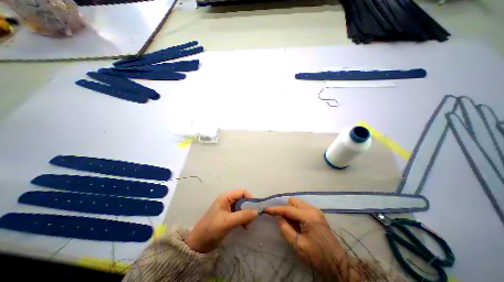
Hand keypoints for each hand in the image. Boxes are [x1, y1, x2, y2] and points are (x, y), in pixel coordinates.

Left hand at [183, 189, 256, 253]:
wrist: (198, 244)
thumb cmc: (212, 229)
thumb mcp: (228, 222)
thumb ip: (243, 216)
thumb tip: (257, 212)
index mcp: (226, 197)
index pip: (242, 192)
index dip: (250, 198)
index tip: (255, 208)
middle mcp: (227, 201)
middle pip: (243, 200)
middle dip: (248, 208)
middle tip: (251, 219)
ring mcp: (228, 209)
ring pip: (242, 207)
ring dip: (246, 215)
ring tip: (247, 225)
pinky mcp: (228, 216)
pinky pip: (239, 214)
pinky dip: (243, 219)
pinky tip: (244, 227)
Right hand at [265, 197, 355, 279]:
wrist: (339, 265)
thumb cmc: (318, 256)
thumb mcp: (298, 245)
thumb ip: (286, 230)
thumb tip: (280, 218)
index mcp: (309, 216)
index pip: (288, 209)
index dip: (276, 209)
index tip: (266, 209)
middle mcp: (313, 209)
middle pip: (293, 201)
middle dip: (286, 210)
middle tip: (287, 224)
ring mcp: (316, 211)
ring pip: (298, 204)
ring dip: (292, 212)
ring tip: (294, 227)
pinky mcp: (317, 215)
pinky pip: (303, 209)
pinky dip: (297, 215)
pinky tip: (300, 226)